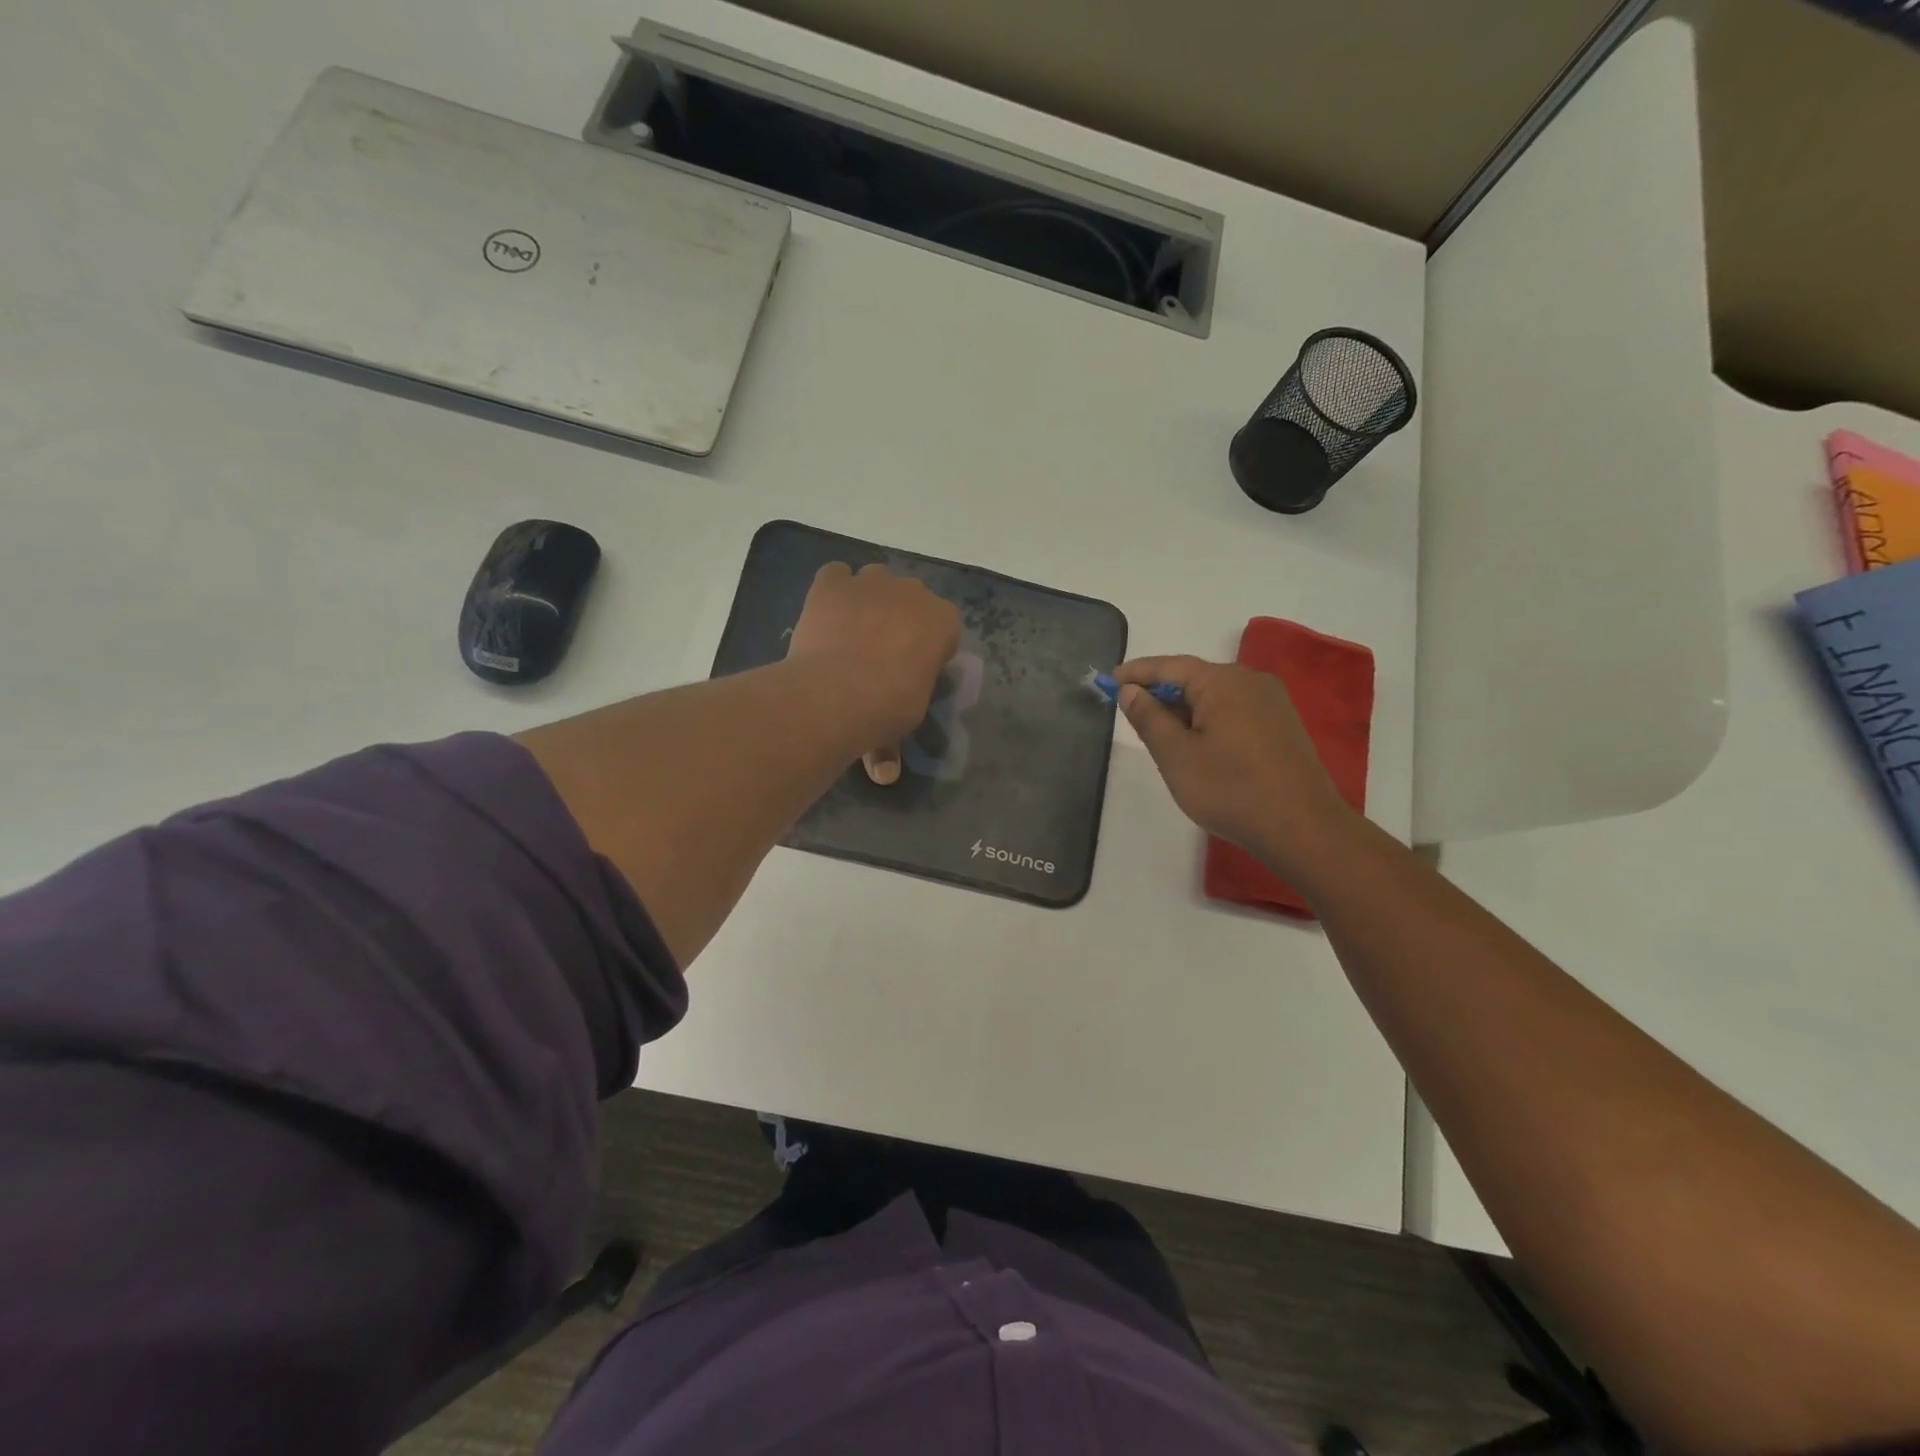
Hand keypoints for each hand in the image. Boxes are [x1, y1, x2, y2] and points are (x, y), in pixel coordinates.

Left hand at [786, 563, 960, 783]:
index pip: (943, 628)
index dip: (926, 648)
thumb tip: (883, 775)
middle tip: (879, 653)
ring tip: (850, 633)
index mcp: (943, 622)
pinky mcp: (832, 583)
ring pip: (874, 580)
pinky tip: (825, 615)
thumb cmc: (886, 709)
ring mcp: (871, 582)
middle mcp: (913, 592)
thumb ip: (893, 744)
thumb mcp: (902, 724)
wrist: (838, 693)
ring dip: (867, 600)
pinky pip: (836, 576)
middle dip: (899, 619)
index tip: (911, 671)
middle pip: (910, 599)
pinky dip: (833, 591)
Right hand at [1113, 655, 1357, 873]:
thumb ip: (1149, 718)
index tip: (1109, 680)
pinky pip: (1234, 709)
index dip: (1137, 672)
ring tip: (1159, 733)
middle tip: (1130, 712)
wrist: (1302, 828)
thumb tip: (1130, 690)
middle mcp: (1250, 681)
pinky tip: (1197, 744)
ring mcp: (1271, 702)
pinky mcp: (1282, 724)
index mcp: (1222, 682)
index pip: (1170, 666)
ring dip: (1184, 708)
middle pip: (1194, 677)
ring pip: (1215, 695)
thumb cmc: (1231, 790)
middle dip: (1160, 692)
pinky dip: (1208, 718)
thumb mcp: (1176, 756)